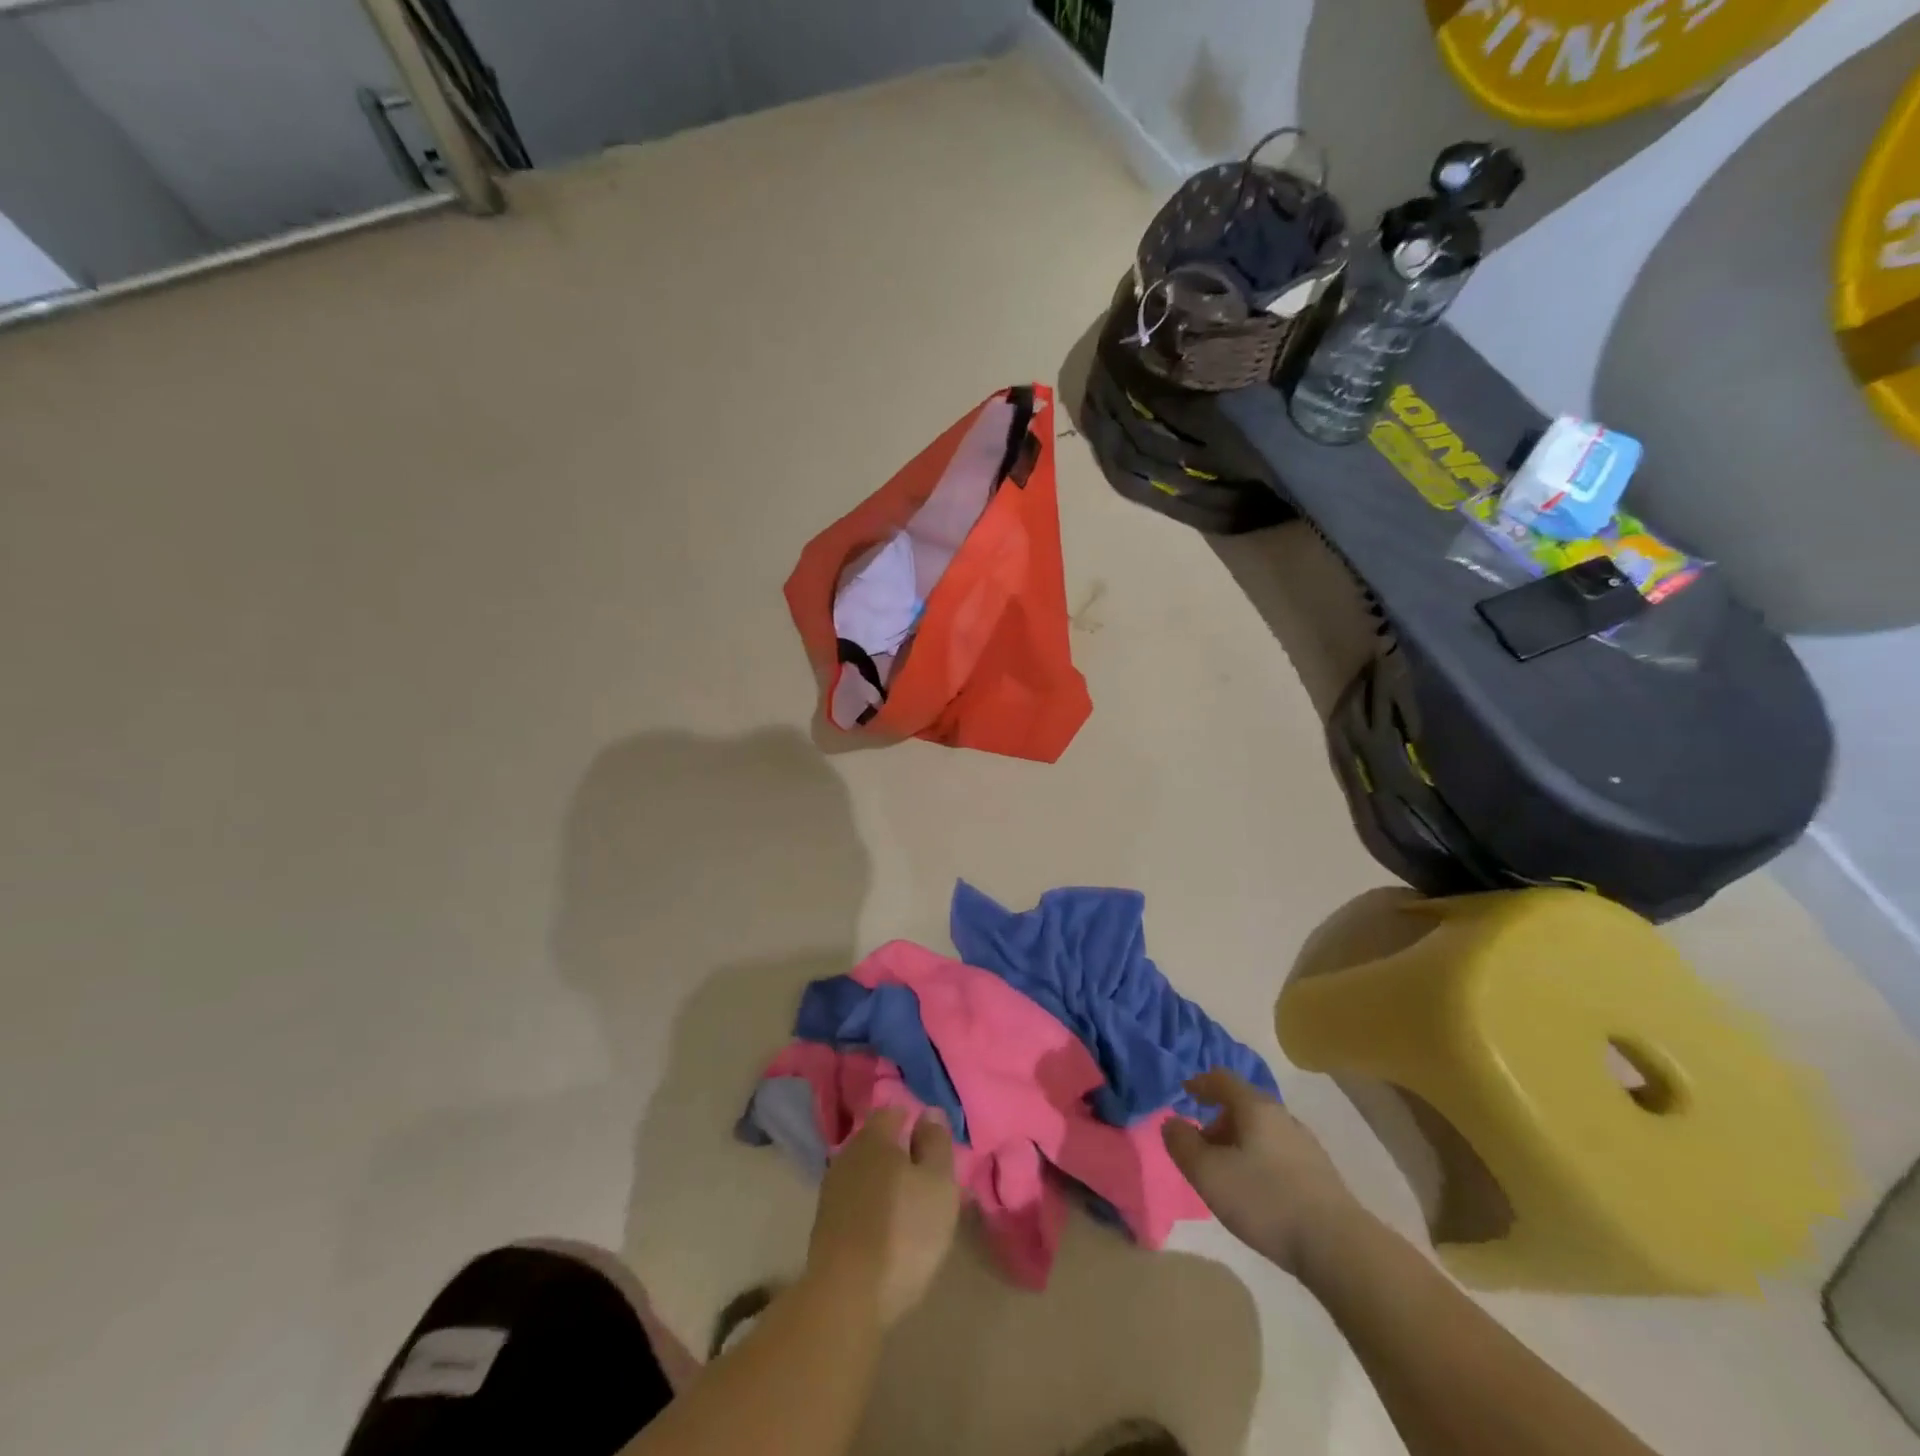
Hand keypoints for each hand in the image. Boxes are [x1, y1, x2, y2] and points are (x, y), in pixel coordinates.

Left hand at [806, 1107, 959, 1327]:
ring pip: (864, 1173)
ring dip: (884, 1183)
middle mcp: (848, 1154)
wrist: (845, 1297)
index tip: (932, 1142)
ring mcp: (832, 1191)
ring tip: (908, 1206)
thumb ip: (936, 1143)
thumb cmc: (903, 1231)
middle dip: (898, 1153)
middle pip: (877, 1143)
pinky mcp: (824, 1226)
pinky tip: (885, 1228)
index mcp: (874, 1136)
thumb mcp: (937, 1183)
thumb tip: (929, 1112)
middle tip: (924, 1176)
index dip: (913, 1121)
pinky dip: (870, 1207)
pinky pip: (855, 1202)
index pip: (893, 1112)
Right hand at [1163, 1069, 1362, 1276]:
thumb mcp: (1209, 1173)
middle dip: (1218, 1120)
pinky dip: (1259, 1159)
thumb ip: (1183, 1144)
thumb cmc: (1264, 1200)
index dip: (1200, 1083)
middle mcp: (1282, 1116)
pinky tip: (1257, 1190)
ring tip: (1226, 1172)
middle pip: (1243, 1104)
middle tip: (1200, 1145)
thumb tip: (1171, 1122)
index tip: (1184, 1093)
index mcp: (1255, 1107)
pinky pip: (1278, 1152)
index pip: (1222, 1079)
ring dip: (1239, 1142)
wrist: (1338, 1246)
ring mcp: (1305, 1144)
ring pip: (1262, 1130)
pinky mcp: (1320, 1174)